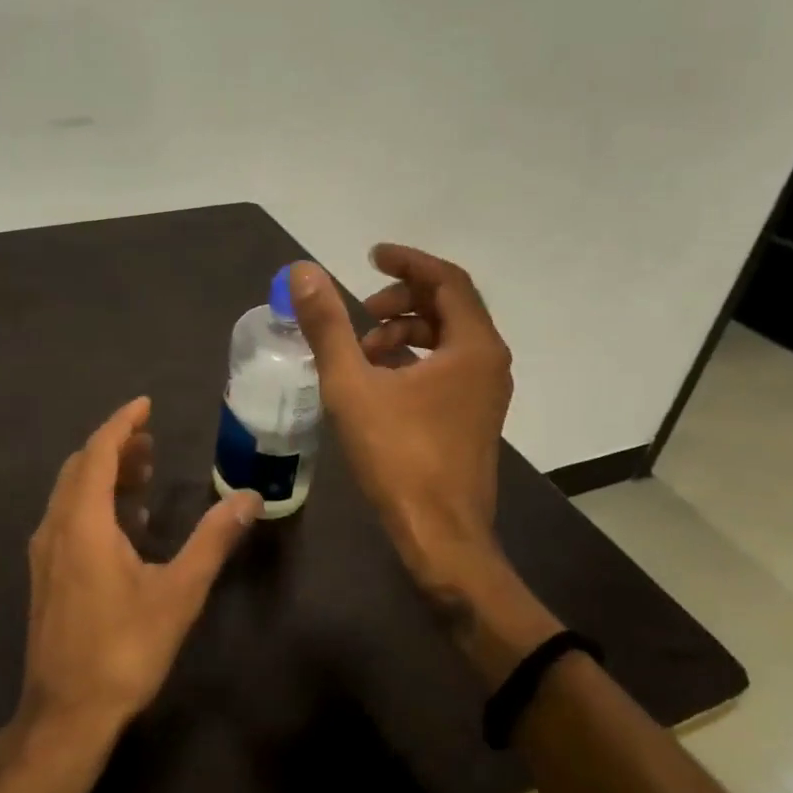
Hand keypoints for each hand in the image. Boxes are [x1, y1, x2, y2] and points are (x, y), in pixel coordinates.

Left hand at [17, 397, 261, 756]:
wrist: (66, 714)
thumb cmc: (124, 649)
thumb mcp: (178, 593)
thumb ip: (213, 540)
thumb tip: (249, 498)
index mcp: (83, 521)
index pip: (99, 451)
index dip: (123, 423)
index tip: (146, 404)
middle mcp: (56, 525)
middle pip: (82, 466)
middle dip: (115, 445)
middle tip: (152, 440)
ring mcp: (44, 550)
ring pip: (71, 491)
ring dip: (104, 473)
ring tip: (144, 471)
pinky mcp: (45, 572)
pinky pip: (67, 515)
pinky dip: (94, 500)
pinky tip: (125, 522)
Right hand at [289, 246, 512, 601]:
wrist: (441, 535)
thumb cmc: (398, 455)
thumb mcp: (352, 385)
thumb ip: (327, 325)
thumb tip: (303, 272)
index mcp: (472, 347)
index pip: (446, 280)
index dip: (408, 262)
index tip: (371, 257)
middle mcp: (489, 362)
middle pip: (449, 306)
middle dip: (403, 298)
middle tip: (362, 310)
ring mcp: (486, 392)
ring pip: (448, 338)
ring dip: (405, 330)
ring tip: (363, 349)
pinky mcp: (474, 416)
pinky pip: (448, 366)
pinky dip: (414, 357)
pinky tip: (378, 378)